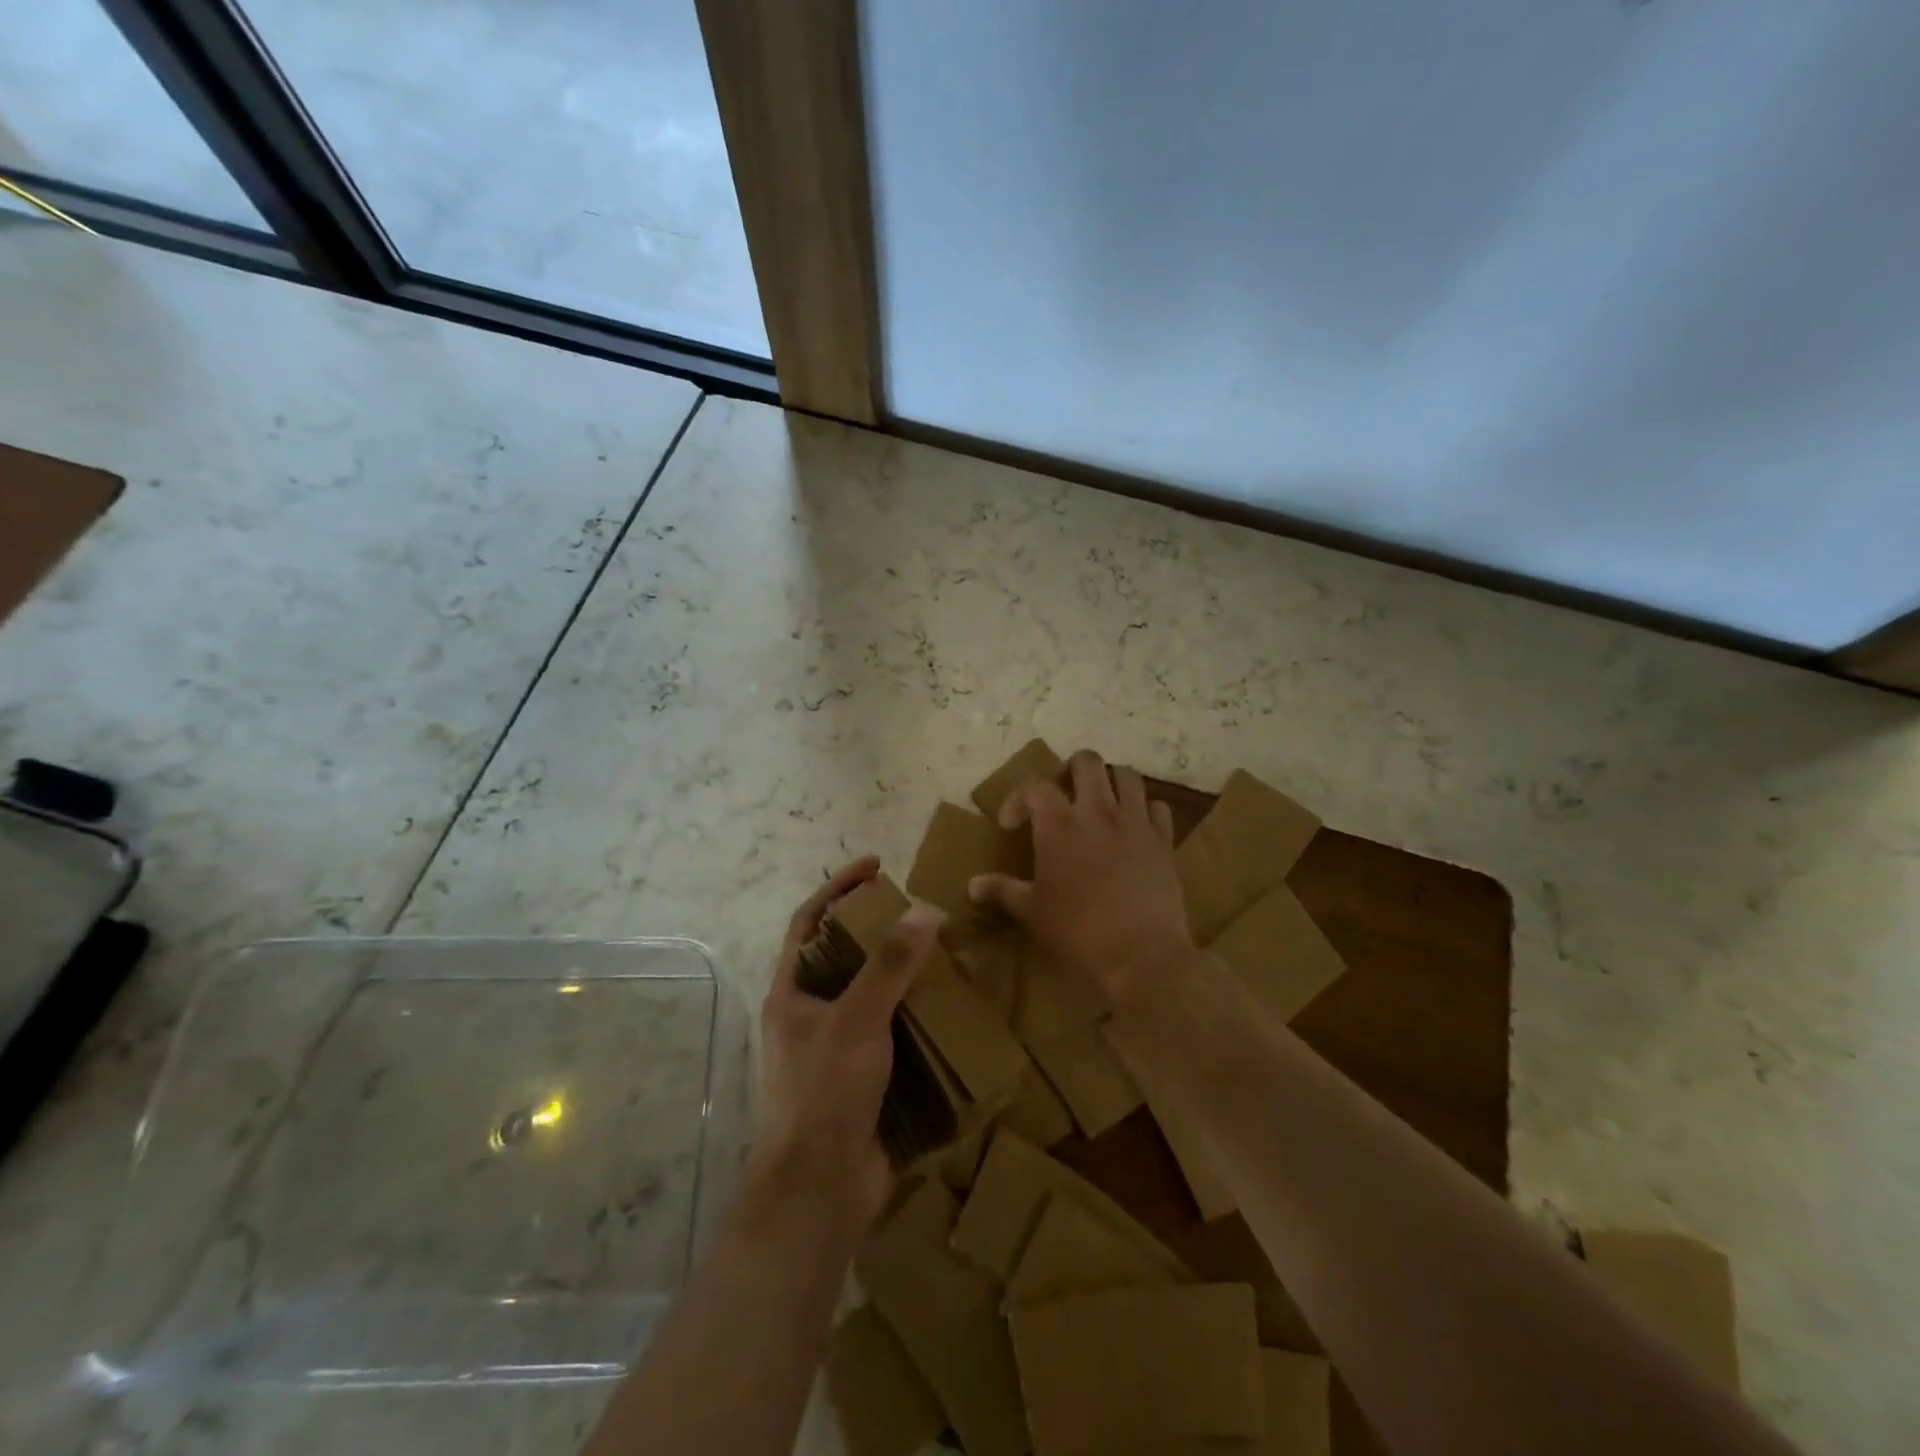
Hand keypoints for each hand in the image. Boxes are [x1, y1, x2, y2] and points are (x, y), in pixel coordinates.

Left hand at [749, 856, 940, 1233]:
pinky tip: (950, 1005)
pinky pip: (895, 1030)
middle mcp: (811, 1014)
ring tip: (944, 953)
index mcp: (792, 993)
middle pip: (845, 955)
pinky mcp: (867, 1075)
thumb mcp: (856, 1020)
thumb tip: (924, 913)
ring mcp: (839, 1047)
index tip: (877, 867)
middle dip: (880, 930)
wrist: (823, 1190)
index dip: (839, 889)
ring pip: (874, 993)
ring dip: (905, 973)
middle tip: (922, 913)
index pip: (810, 922)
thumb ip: (888, 966)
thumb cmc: (826, 1093)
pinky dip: (919, 1014)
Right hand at [968, 750, 1196, 1008]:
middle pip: (1087, 762)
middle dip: (1072, 770)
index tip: (1012, 824)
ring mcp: (1135, 822)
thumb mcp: (1032, 913)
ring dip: (1111, 781)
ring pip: (1127, 775)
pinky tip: (1136, 829)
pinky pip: (1158, 807)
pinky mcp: (1164, 840)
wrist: (1141, 956)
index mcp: (1058, 824)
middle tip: (1064, 796)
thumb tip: (972, 886)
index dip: (1018, 798)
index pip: (1035, 786)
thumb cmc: (1078, 933)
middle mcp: (1098, 811)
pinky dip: (1145, 810)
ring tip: (1102, 803)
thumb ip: (1002, 891)